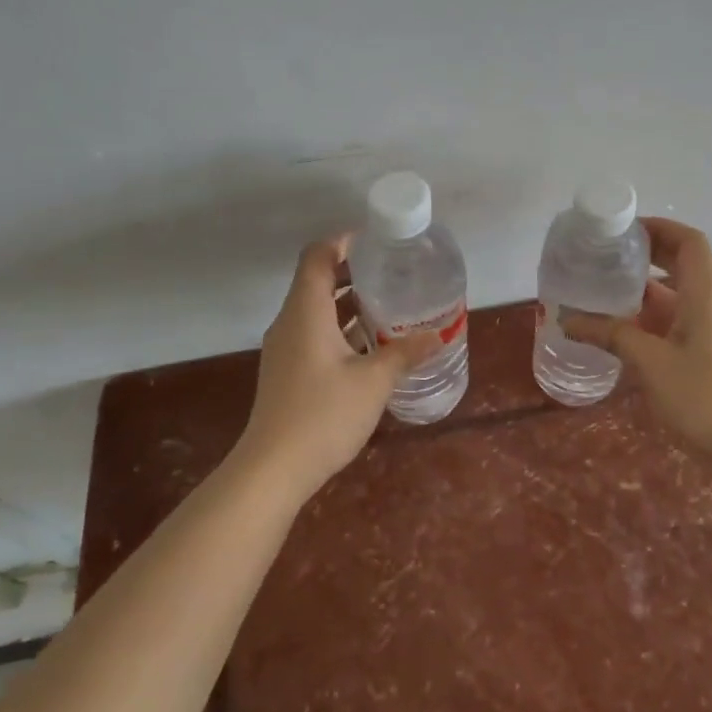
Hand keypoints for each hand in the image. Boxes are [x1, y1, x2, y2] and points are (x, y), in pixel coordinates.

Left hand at [239, 237, 438, 498]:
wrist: (273, 469)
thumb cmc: (323, 415)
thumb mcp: (374, 381)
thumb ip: (405, 353)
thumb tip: (438, 334)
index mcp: (306, 312)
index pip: (317, 256)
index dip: (344, 242)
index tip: (377, 243)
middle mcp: (290, 322)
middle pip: (317, 280)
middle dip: (354, 272)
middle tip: (393, 273)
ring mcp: (285, 348)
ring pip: (316, 310)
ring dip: (349, 303)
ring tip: (389, 305)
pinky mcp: (288, 371)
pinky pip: (314, 333)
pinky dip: (341, 328)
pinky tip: (371, 345)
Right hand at [564, 218, 711, 459]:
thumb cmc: (704, 397)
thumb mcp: (651, 363)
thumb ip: (612, 336)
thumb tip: (568, 320)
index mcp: (709, 292)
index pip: (689, 240)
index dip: (659, 228)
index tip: (624, 232)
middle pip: (688, 263)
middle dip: (651, 256)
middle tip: (610, 258)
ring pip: (688, 294)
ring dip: (653, 290)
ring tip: (612, 293)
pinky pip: (692, 318)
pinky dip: (664, 316)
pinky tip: (633, 332)